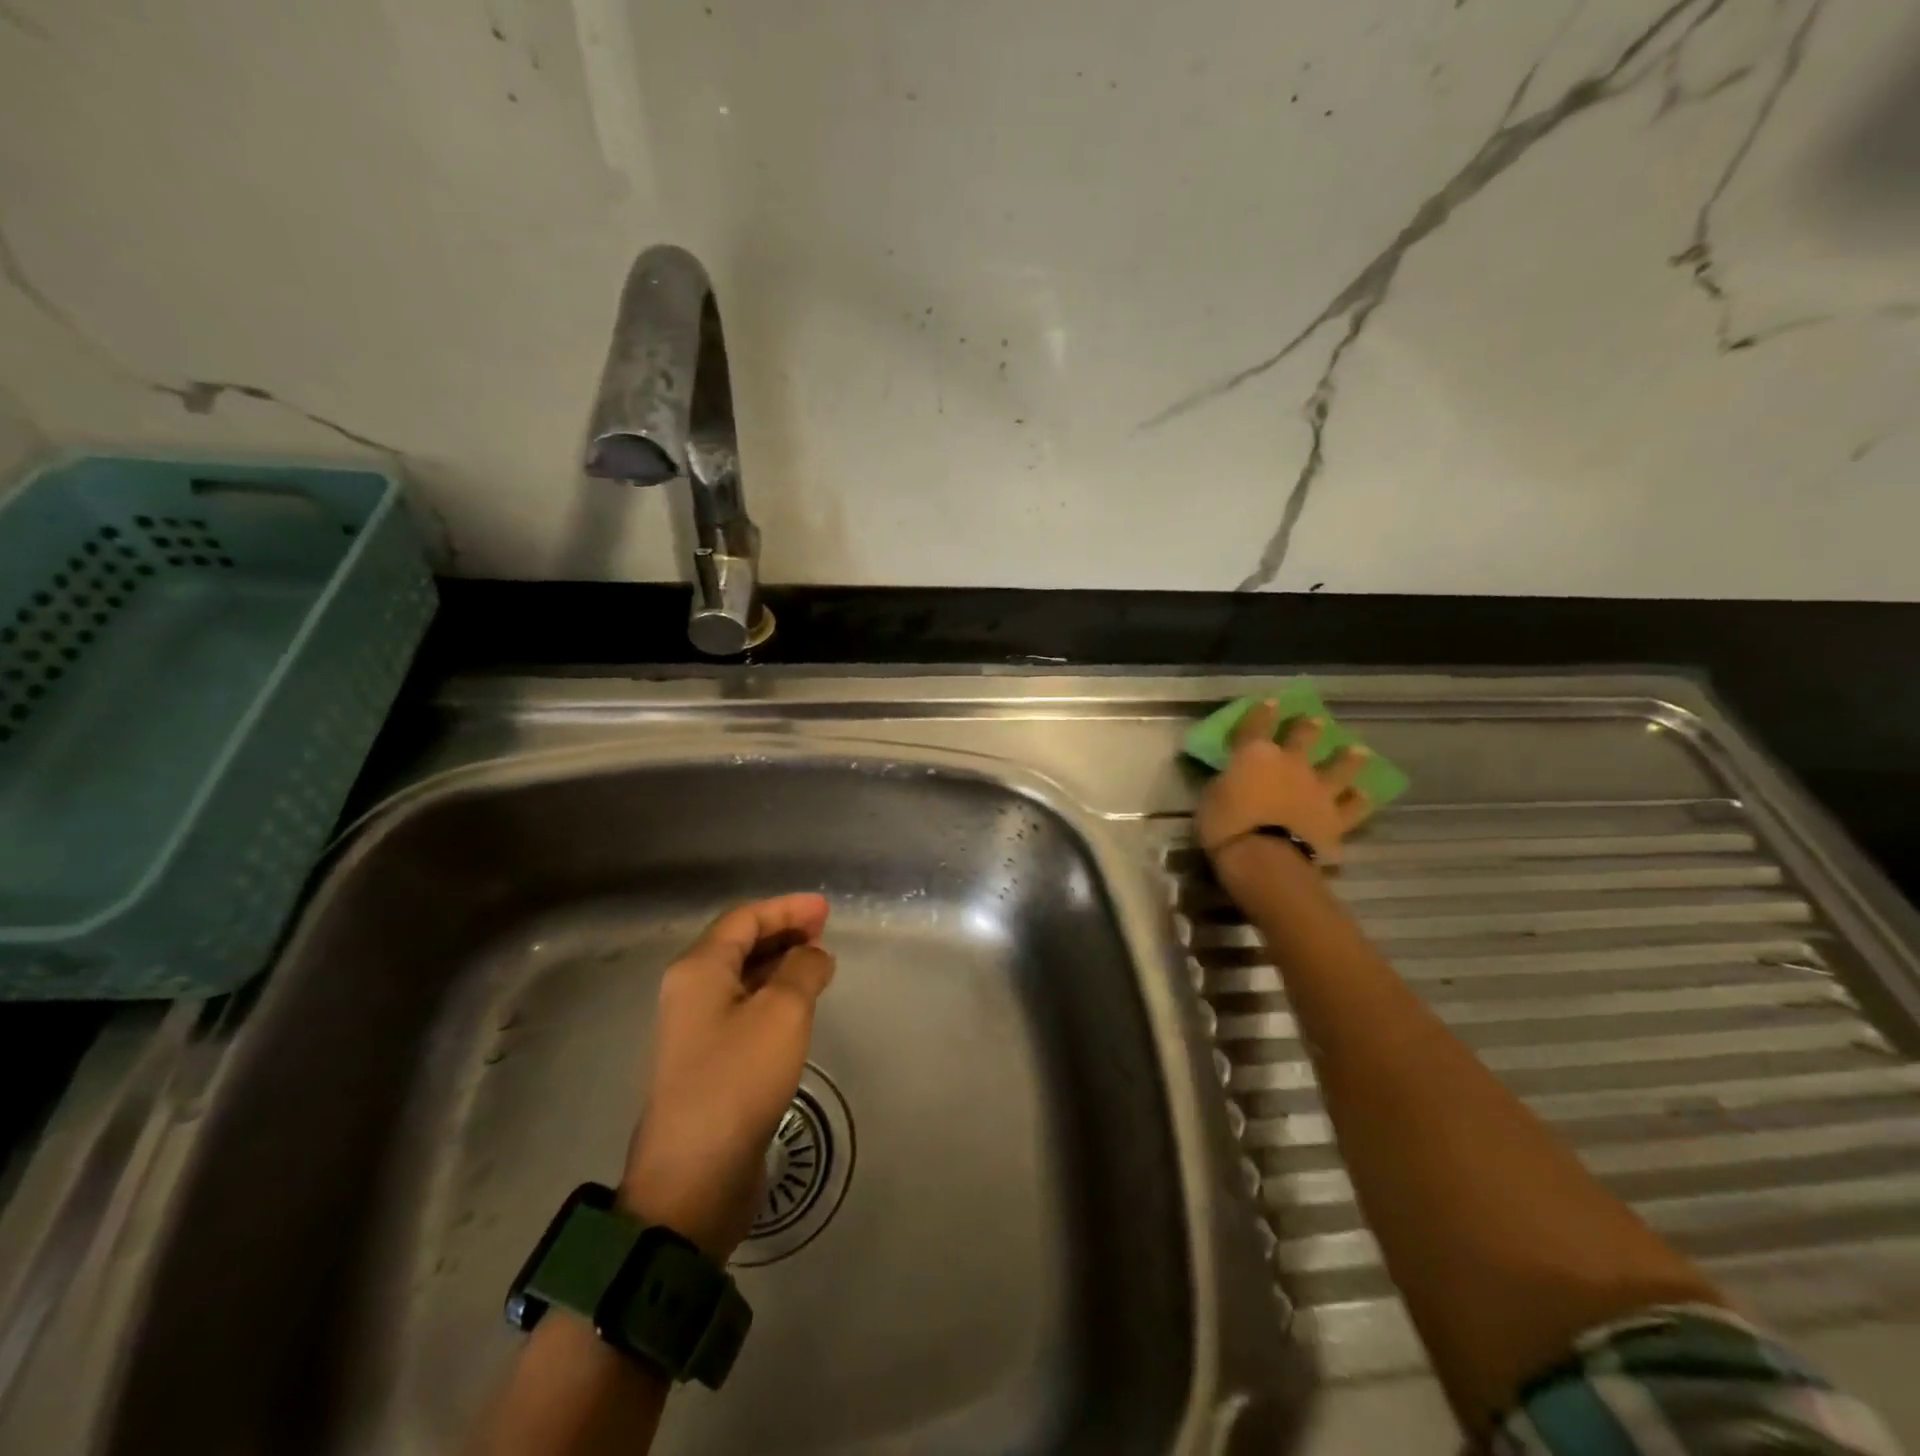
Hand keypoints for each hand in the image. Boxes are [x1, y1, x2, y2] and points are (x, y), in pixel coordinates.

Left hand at [620, 894, 834, 1260]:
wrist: (693, 1178)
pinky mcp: (708, 1062)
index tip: (826, 908)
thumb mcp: (783, 1013)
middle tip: (824, 932)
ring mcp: (695, 1029)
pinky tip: (799, 1006)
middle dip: (783, 932)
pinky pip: (744, 1009)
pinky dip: (773, 996)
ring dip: (780, 964)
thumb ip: (803, 969)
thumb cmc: (737, 1079)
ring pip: (742, 978)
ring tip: (819, 964)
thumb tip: (813, 954)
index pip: (744, 919)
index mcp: (698, 970)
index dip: (787, 908)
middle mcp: (690, 992)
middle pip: (739, 944)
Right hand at [1195, 701, 1372, 865]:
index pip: (1258, 723)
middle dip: (1309, 727)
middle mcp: (1291, 764)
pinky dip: (1358, 800)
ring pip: (1340, 767)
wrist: (1264, 858)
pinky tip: (1363, 795)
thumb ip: (1228, 782)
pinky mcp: (1336, 818)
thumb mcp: (1212, 796)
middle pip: (1304, 736)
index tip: (1271, 702)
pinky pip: (1353, 807)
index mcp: (1255, 754)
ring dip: (1349, 758)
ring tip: (1358, 751)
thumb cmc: (1225, 826)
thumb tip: (1234, 778)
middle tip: (1315, 721)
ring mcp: (1318, 789)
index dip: (1263, 712)